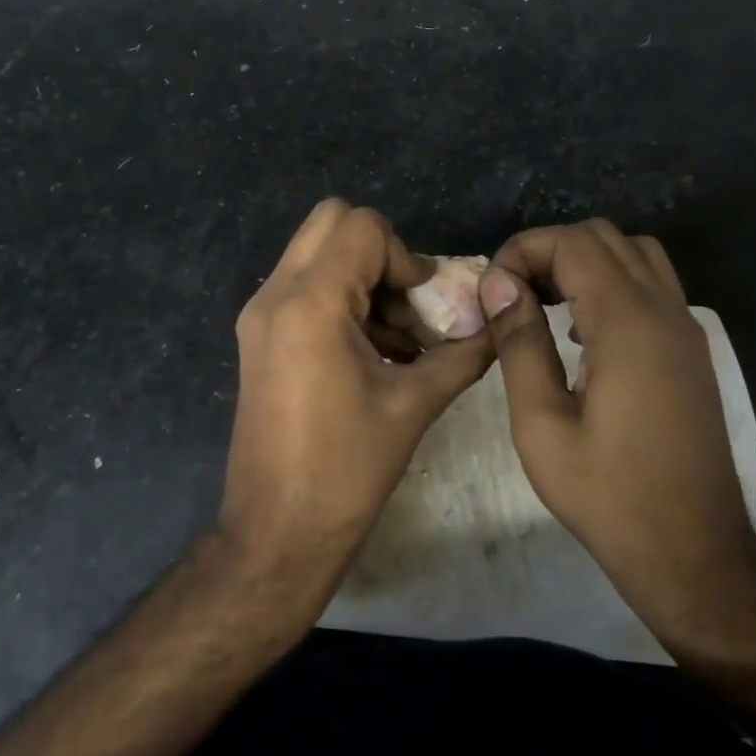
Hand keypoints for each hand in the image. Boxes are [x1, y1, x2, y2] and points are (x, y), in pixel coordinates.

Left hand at [219, 199, 493, 596]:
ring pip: (316, 254)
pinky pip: (304, 288)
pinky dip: (342, 300)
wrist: (277, 532)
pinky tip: (373, 354)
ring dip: (363, 279)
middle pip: (331, 222)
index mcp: (310, 303)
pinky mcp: (258, 337)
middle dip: (380, 254)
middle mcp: (275, 295)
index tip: (423, 306)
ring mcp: (259, 315)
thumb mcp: (415, 405)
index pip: (362, 227)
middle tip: (407, 305)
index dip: (406, 256)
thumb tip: (496, 325)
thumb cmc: (346, 470)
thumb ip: (462, 353)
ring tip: (398, 340)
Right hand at [480, 220, 755, 636]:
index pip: (573, 243)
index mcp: (627, 323)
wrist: (693, 552)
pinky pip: (651, 285)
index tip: (491, 293)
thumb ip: (520, 343)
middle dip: (549, 251)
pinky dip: (611, 283)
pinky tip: (580, 332)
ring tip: (542, 304)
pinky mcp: (691, 350)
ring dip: (583, 262)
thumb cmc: (607, 494)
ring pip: (634, 253)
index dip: (523, 251)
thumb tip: (498, 283)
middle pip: (604, 237)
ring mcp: (686, 328)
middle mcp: (664, 310)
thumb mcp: (541, 424)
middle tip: (511, 295)